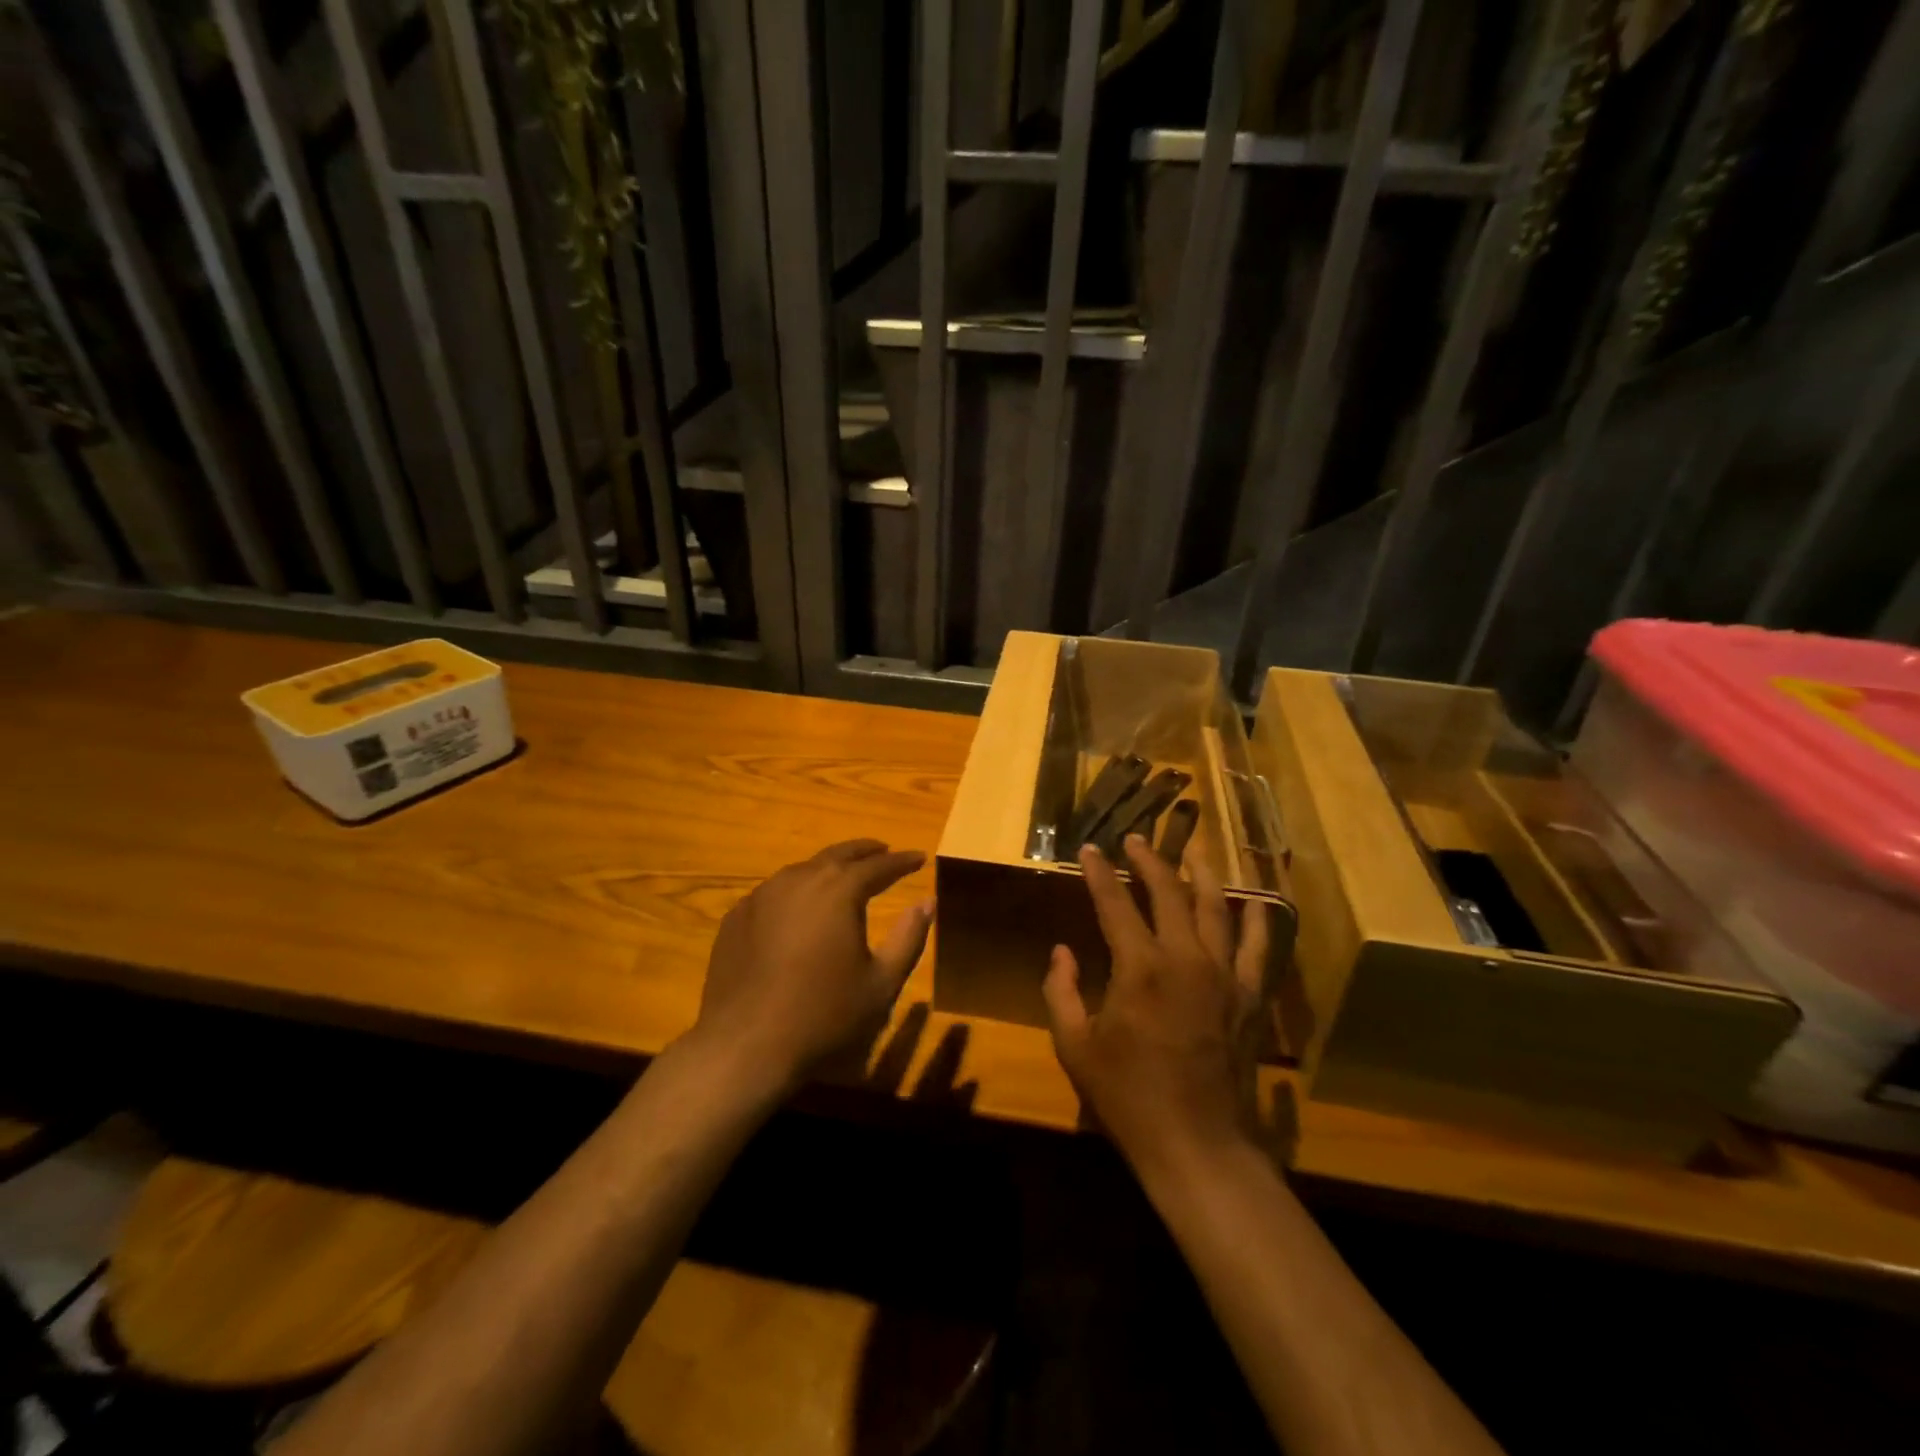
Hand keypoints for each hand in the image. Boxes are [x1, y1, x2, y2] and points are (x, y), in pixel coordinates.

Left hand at [690, 840, 932, 1093]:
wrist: (745, 1045)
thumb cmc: (824, 1014)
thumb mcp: (882, 982)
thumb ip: (909, 937)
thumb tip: (927, 902)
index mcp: (839, 890)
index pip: (879, 865)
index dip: (902, 861)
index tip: (918, 857)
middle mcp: (800, 879)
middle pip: (838, 855)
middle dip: (864, 852)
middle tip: (884, 850)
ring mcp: (762, 895)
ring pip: (803, 869)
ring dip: (828, 868)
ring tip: (843, 875)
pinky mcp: (737, 916)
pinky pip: (774, 893)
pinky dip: (796, 892)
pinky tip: (800, 909)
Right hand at [1044, 836, 1267, 1180]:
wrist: (1197, 1144)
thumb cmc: (1128, 1096)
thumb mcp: (1074, 1046)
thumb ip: (1060, 991)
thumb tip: (1062, 952)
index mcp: (1140, 968)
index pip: (1115, 903)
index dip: (1099, 873)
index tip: (1090, 848)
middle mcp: (1185, 958)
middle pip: (1169, 892)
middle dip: (1149, 860)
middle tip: (1135, 840)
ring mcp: (1223, 975)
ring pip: (1215, 908)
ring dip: (1201, 874)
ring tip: (1192, 851)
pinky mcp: (1247, 997)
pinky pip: (1257, 948)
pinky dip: (1256, 921)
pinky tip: (1254, 901)